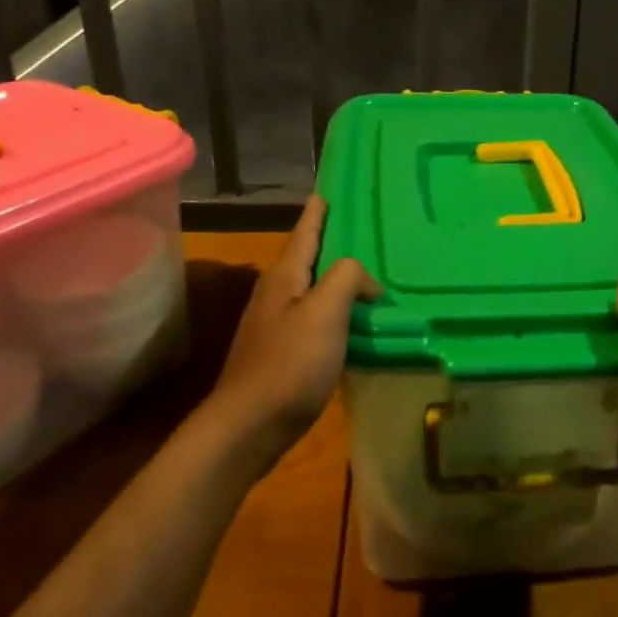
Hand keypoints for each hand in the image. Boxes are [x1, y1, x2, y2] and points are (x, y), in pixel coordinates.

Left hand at [207, 195, 376, 465]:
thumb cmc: (289, 364)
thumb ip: (347, 278)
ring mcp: (277, 326)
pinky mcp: (284, 355)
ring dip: (336, 282)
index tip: (325, 191)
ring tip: (367, 278)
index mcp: (285, 278)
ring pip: (312, 291)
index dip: (317, 213)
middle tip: (362, 233)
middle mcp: (277, 295)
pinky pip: (316, 321)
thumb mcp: (324, 311)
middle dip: (330, 244)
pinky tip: (354, 324)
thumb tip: (366, 281)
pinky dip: (337, 314)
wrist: (250, 426)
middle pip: (307, 260)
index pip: (305, 233)